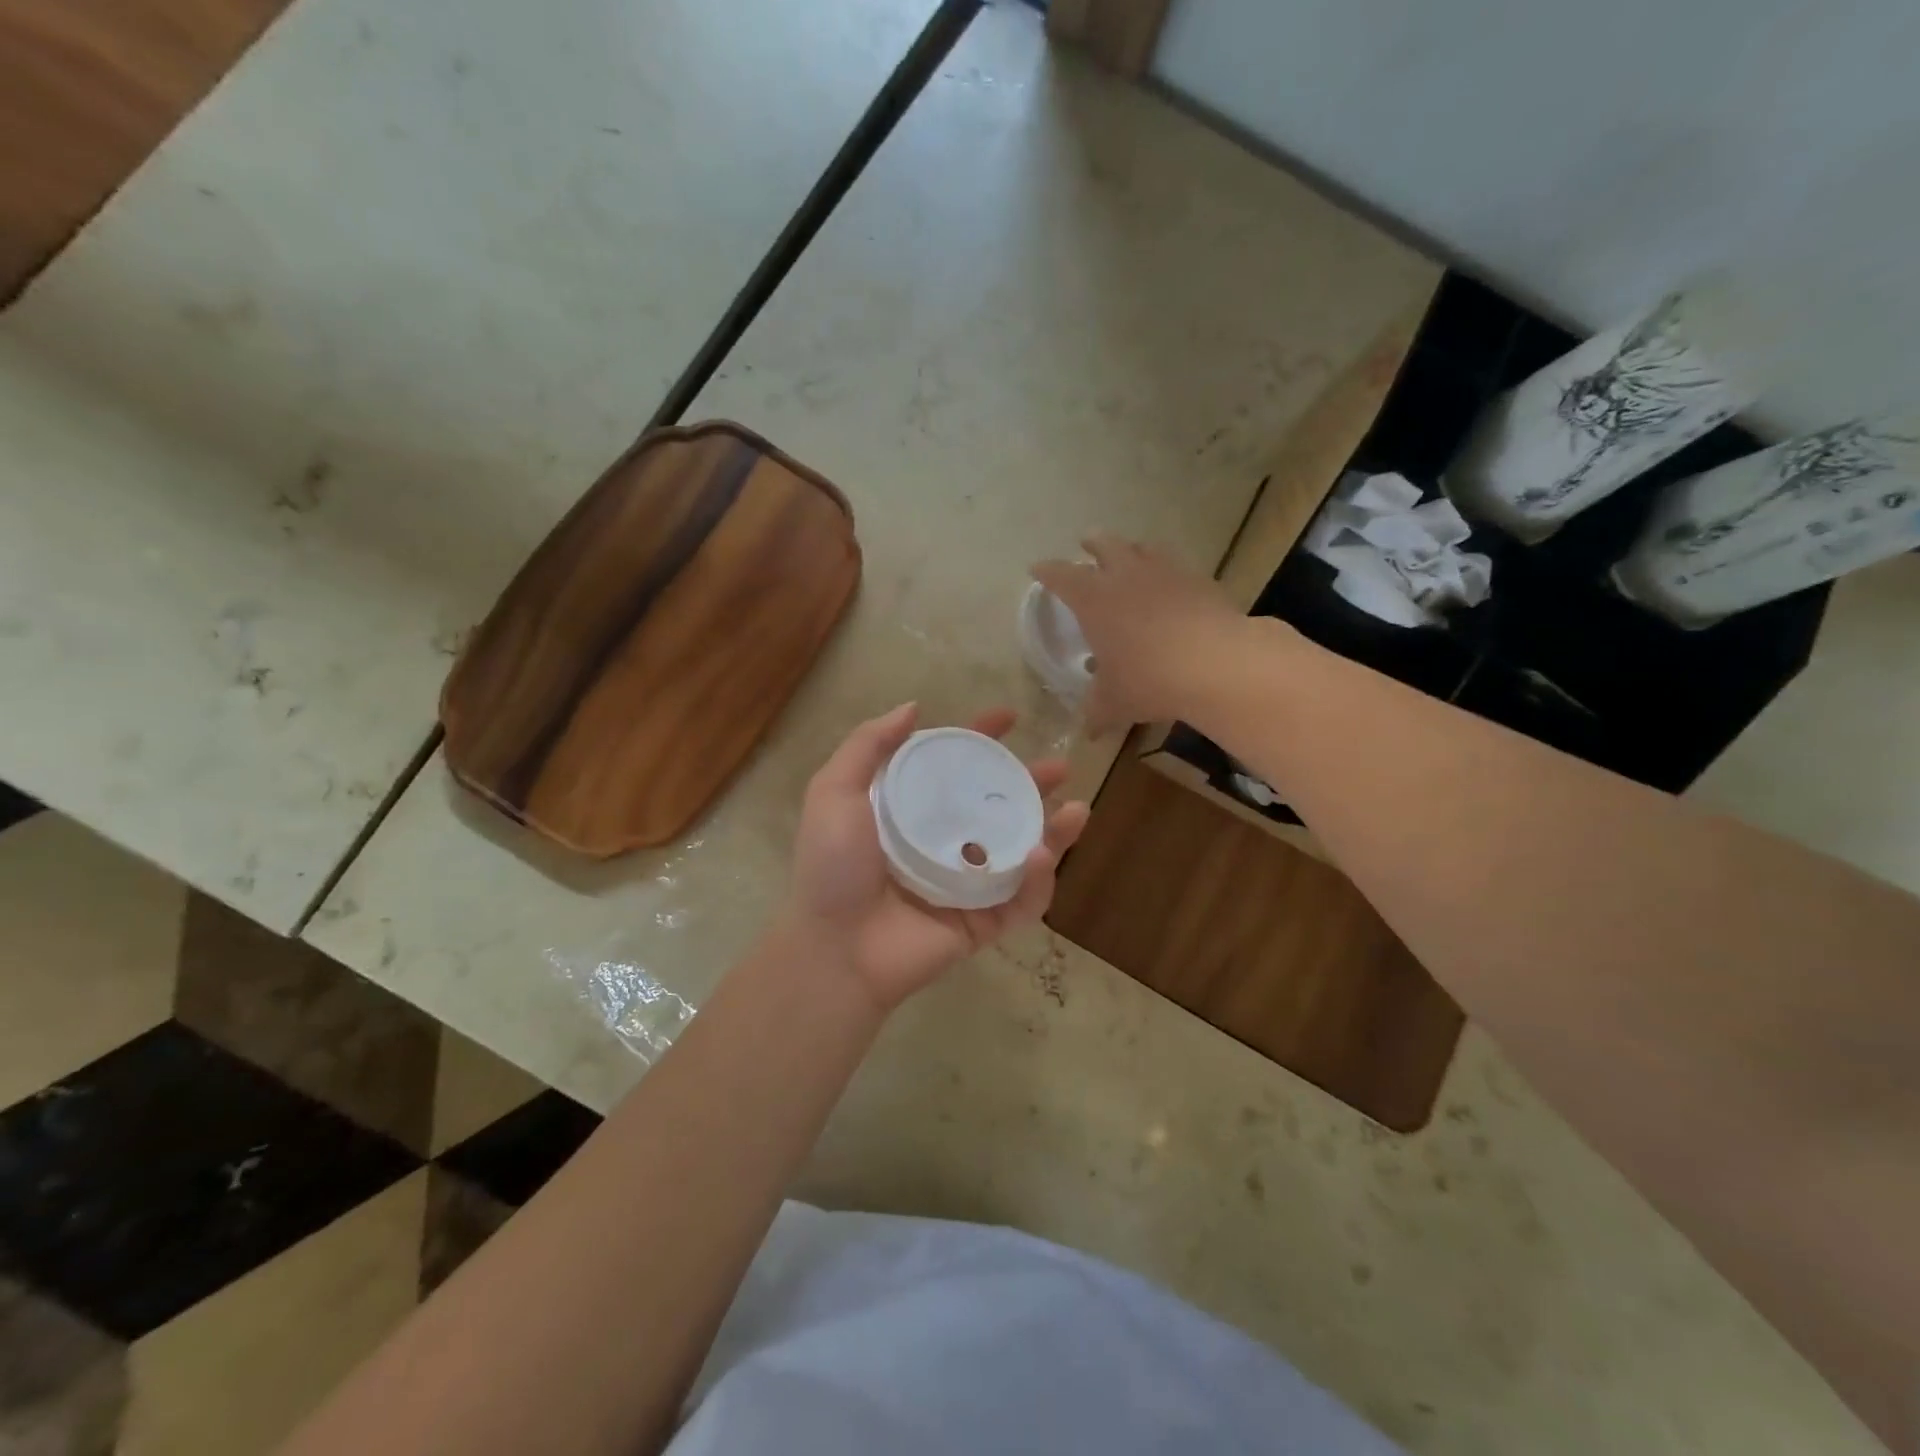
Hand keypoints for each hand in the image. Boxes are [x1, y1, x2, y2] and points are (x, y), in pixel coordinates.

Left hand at [780, 704, 1089, 1012]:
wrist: (836, 949)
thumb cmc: (833, 868)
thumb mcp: (835, 792)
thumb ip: (868, 746)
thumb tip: (913, 707)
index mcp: (911, 812)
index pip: (954, 767)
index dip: (981, 739)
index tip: (1010, 716)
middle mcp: (942, 842)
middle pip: (996, 806)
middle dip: (1031, 784)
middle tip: (1059, 767)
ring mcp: (967, 884)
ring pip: (1021, 851)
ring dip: (1054, 831)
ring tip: (1077, 809)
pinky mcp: (983, 921)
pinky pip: (1021, 899)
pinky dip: (1037, 879)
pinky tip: (1039, 855)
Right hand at [1033, 533, 1261, 732]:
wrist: (1217, 664)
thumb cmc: (1149, 680)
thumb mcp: (1114, 702)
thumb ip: (1097, 712)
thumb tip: (1088, 731)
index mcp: (1094, 599)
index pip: (1061, 575)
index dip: (1046, 571)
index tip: (1037, 569)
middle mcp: (1126, 576)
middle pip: (1104, 546)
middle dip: (1091, 545)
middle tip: (1086, 545)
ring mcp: (1165, 573)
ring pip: (1142, 549)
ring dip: (1130, 550)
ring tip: (1129, 557)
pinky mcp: (1199, 580)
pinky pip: (1175, 566)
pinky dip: (1165, 571)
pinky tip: (1169, 585)